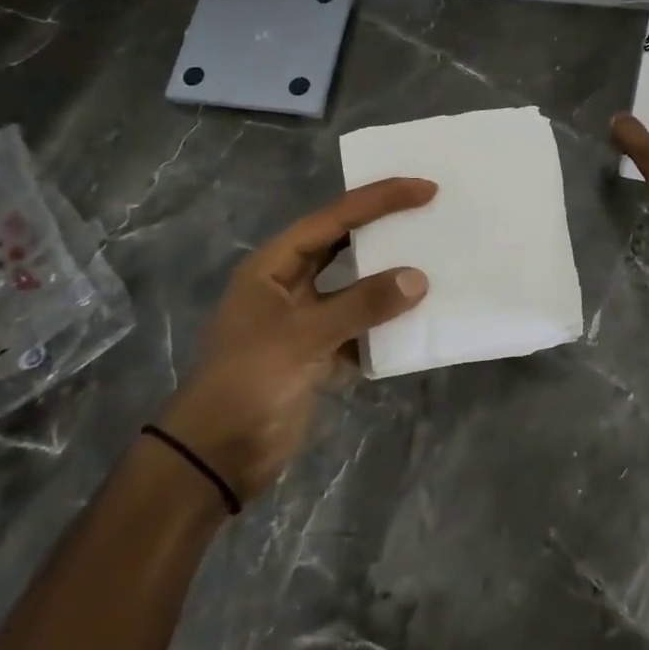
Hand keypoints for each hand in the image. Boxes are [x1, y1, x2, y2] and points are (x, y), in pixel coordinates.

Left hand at [154, 178, 436, 498]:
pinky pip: (361, 325)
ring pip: (355, 285)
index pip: (335, 218)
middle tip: (430, 212)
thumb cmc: (248, 383)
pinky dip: (387, 322)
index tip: (425, 190)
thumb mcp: (303, 337)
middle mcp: (290, 284)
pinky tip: (419, 317)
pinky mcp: (318, 352)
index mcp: (274, 265)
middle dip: (385, 228)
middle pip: (344, 243)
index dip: (380, 199)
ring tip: (432, 258)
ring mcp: (305, 319)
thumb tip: (419, 279)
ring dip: (389, 276)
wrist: (216, 459)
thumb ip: (362, 304)